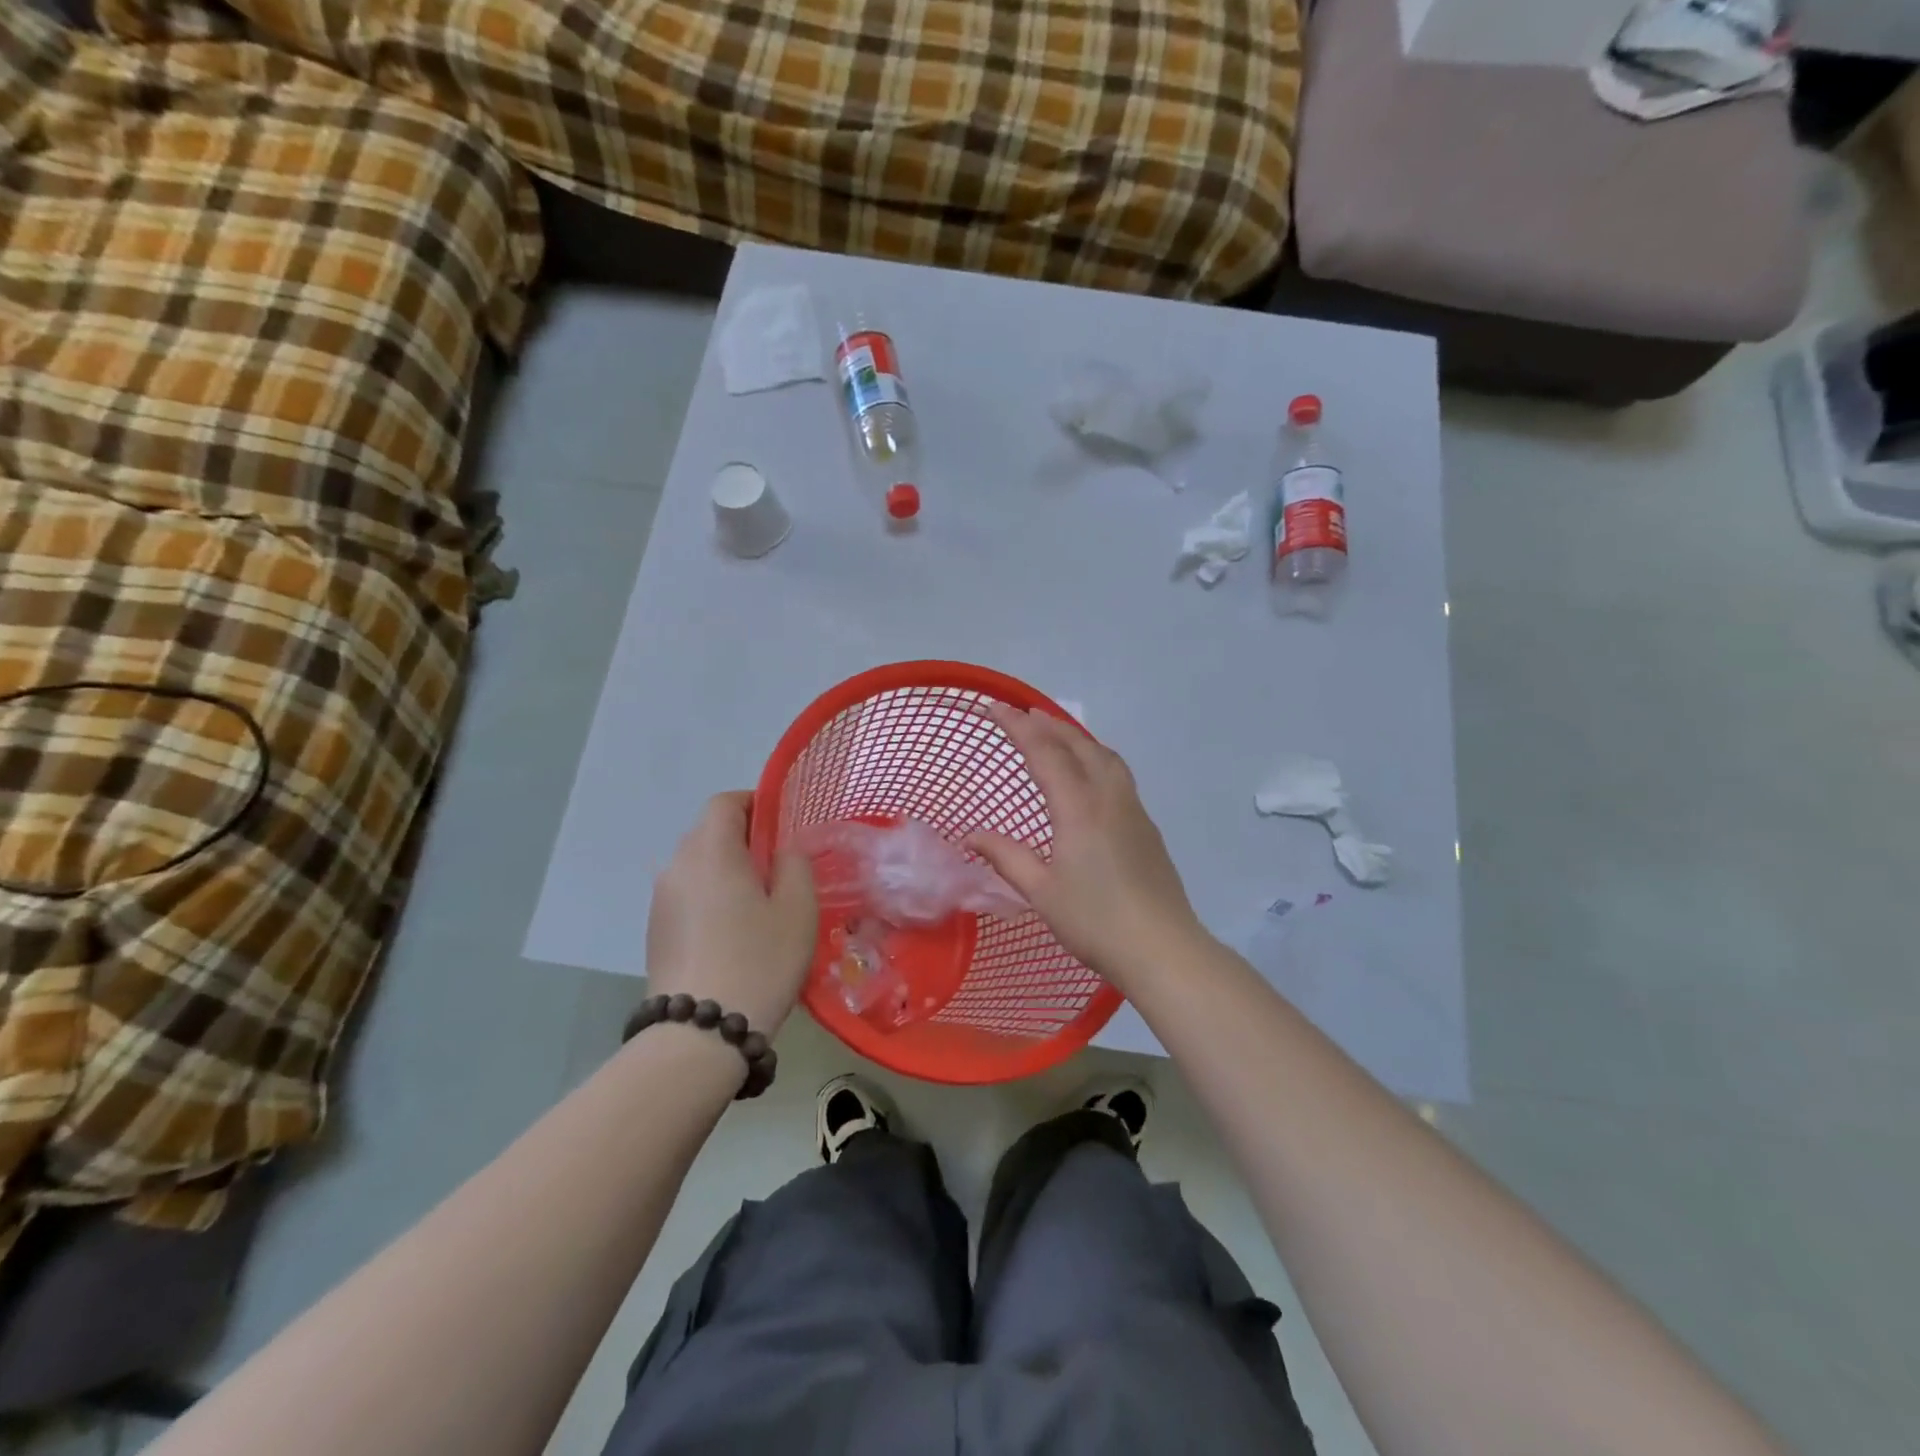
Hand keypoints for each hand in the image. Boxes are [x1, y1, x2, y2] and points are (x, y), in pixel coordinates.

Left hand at [646, 792, 816, 1033]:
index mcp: (711, 852)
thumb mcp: (797, 909)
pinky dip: (710, 896)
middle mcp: (677, 866)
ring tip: (757, 903)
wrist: (700, 1033)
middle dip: (743, 838)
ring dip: (726, 869)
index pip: (724, 802)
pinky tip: (732, 931)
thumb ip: (795, 865)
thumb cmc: (759, 961)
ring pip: (696, 865)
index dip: (753, 803)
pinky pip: (687, 894)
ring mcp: (660, 900)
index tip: (780, 824)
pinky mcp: (655, 930)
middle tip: (777, 867)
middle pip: (708, 832)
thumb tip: (782, 850)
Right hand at [967, 706, 1204, 989]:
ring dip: (1076, 738)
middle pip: (1078, 745)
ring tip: (1055, 735)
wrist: (1162, 948)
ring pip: (1105, 756)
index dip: (1017, 727)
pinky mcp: (1146, 826)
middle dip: (1047, 725)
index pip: (1044, 753)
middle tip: (1021, 715)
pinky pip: (1118, 774)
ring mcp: (1133, 810)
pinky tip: (1089, 775)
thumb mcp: (1041, 891)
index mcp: (1078, 808)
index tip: (994, 708)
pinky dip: (1096, 757)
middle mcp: (1108, 798)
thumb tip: (972, 835)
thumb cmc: (1095, 921)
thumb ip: (1006, 857)